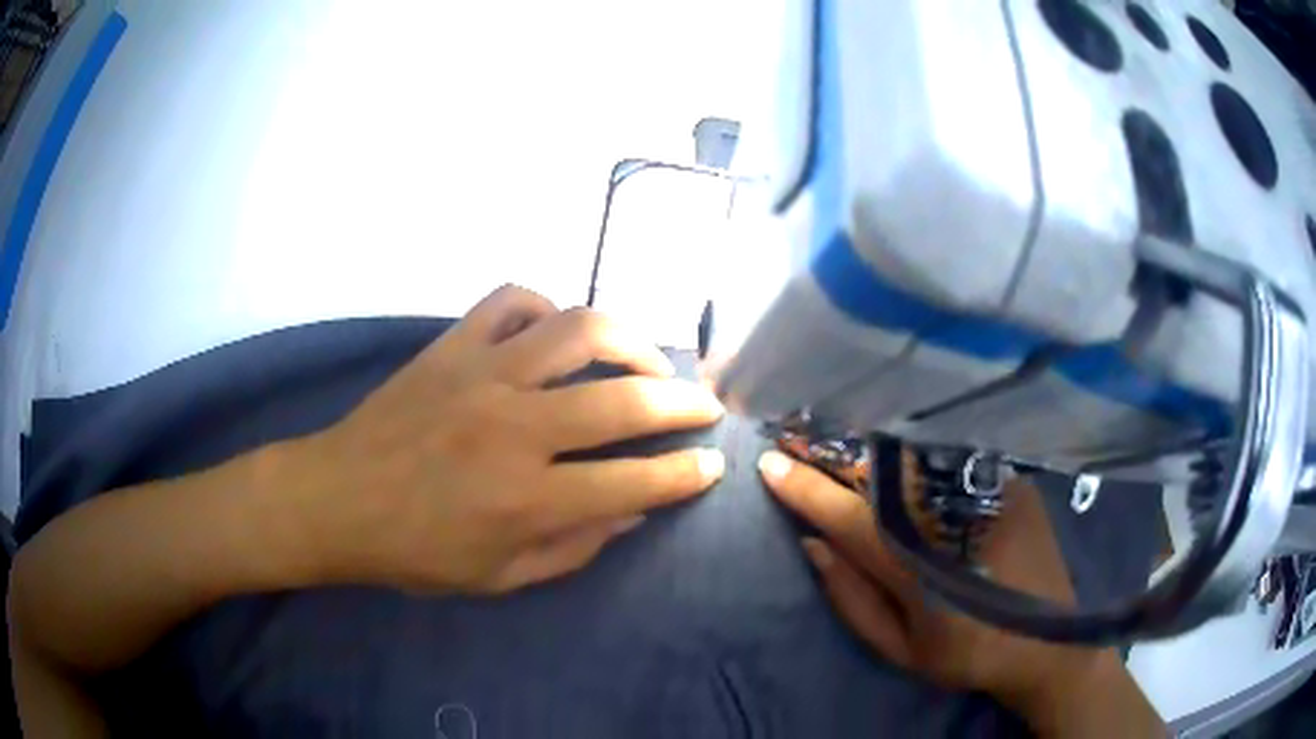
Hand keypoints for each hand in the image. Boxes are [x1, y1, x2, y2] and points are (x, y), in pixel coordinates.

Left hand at [294, 285, 725, 593]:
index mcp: (525, 499)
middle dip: (683, 403)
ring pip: (579, 331)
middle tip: (705, 405)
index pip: (633, 482)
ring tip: (647, 360)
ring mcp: (482, 375)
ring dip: (631, 341)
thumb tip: (633, 510)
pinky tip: (557, 332)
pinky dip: (546, 307)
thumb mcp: (500, 577)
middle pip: (624, 402)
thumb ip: (573, 547)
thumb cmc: (414, 552)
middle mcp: (514, 428)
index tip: (713, 463)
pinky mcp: (451, 346)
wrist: (336, 499)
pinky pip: (511, 301)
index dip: (685, 473)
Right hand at [758, 450, 1163, 735]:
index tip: (768, 462)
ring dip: (865, 444)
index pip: (845, 514)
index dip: (803, 488)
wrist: (1049, 640)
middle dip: (828, 452)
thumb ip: (852, 598)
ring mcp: (983, 488)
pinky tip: (893, 440)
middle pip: (875, 473)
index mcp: (917, 563)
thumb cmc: (967, 654)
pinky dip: (910, 446)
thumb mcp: (900, 649)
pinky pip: (947, 455)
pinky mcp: (1007, 478)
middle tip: (793, 433)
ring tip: (832, 430)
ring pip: (909, 456)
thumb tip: (812, 544)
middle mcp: (948, 514)